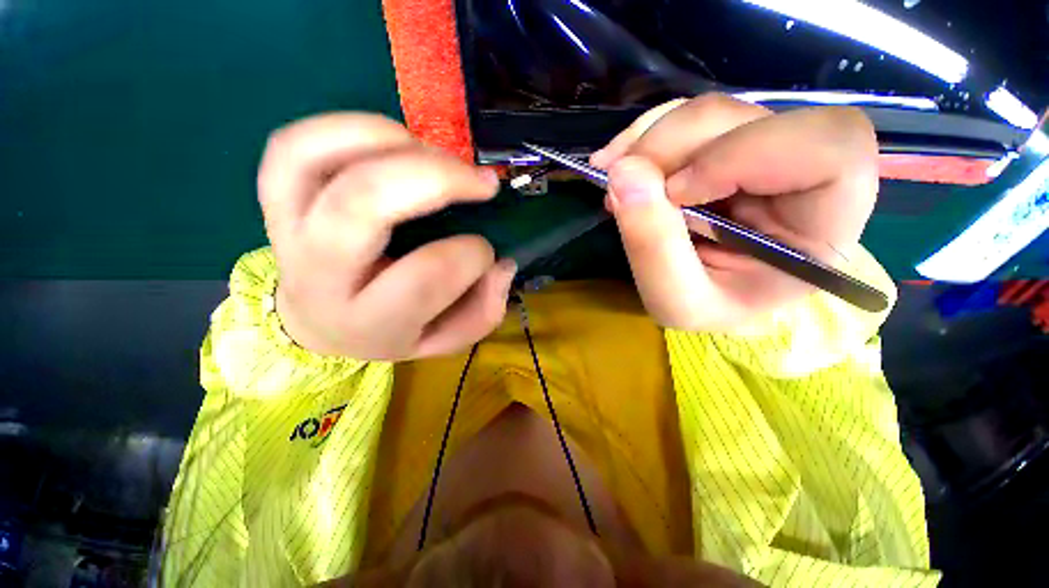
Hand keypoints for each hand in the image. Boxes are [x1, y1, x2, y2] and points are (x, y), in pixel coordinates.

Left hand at [258, 114, 516, 360]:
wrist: (322, 325)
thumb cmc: (393, 331)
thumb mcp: (446, 341)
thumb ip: (482, 311)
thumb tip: (501, 264)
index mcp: (370, 321)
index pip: (426, 276)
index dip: (472, 254)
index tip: (487, 251)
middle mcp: (320, 276)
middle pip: (363, 204)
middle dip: (437, 178)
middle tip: (481, 182)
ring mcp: (288, 230)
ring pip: (312, 158)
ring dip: (389, 141)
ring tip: (435, 156)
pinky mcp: (277, 199)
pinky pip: (296, 145)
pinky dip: (350, 129)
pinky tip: (397, 142)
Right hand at [591, 94, 878, 330]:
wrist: (706, 299)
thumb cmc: (707, 310)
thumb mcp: (676, 300)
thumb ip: (652, 245)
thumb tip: (622, 172)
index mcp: (823, 224)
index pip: (830, 149)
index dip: (742, 155)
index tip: (674, 193)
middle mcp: (804, 175)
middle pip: (752, 118)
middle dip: (673, 144)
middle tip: (619, 179)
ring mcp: (764, 152)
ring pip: (714, 113)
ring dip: (652, 138)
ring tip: (612, 173)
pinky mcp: (728, 146)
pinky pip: (689, 120)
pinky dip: (646, 135)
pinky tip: (621, 162)